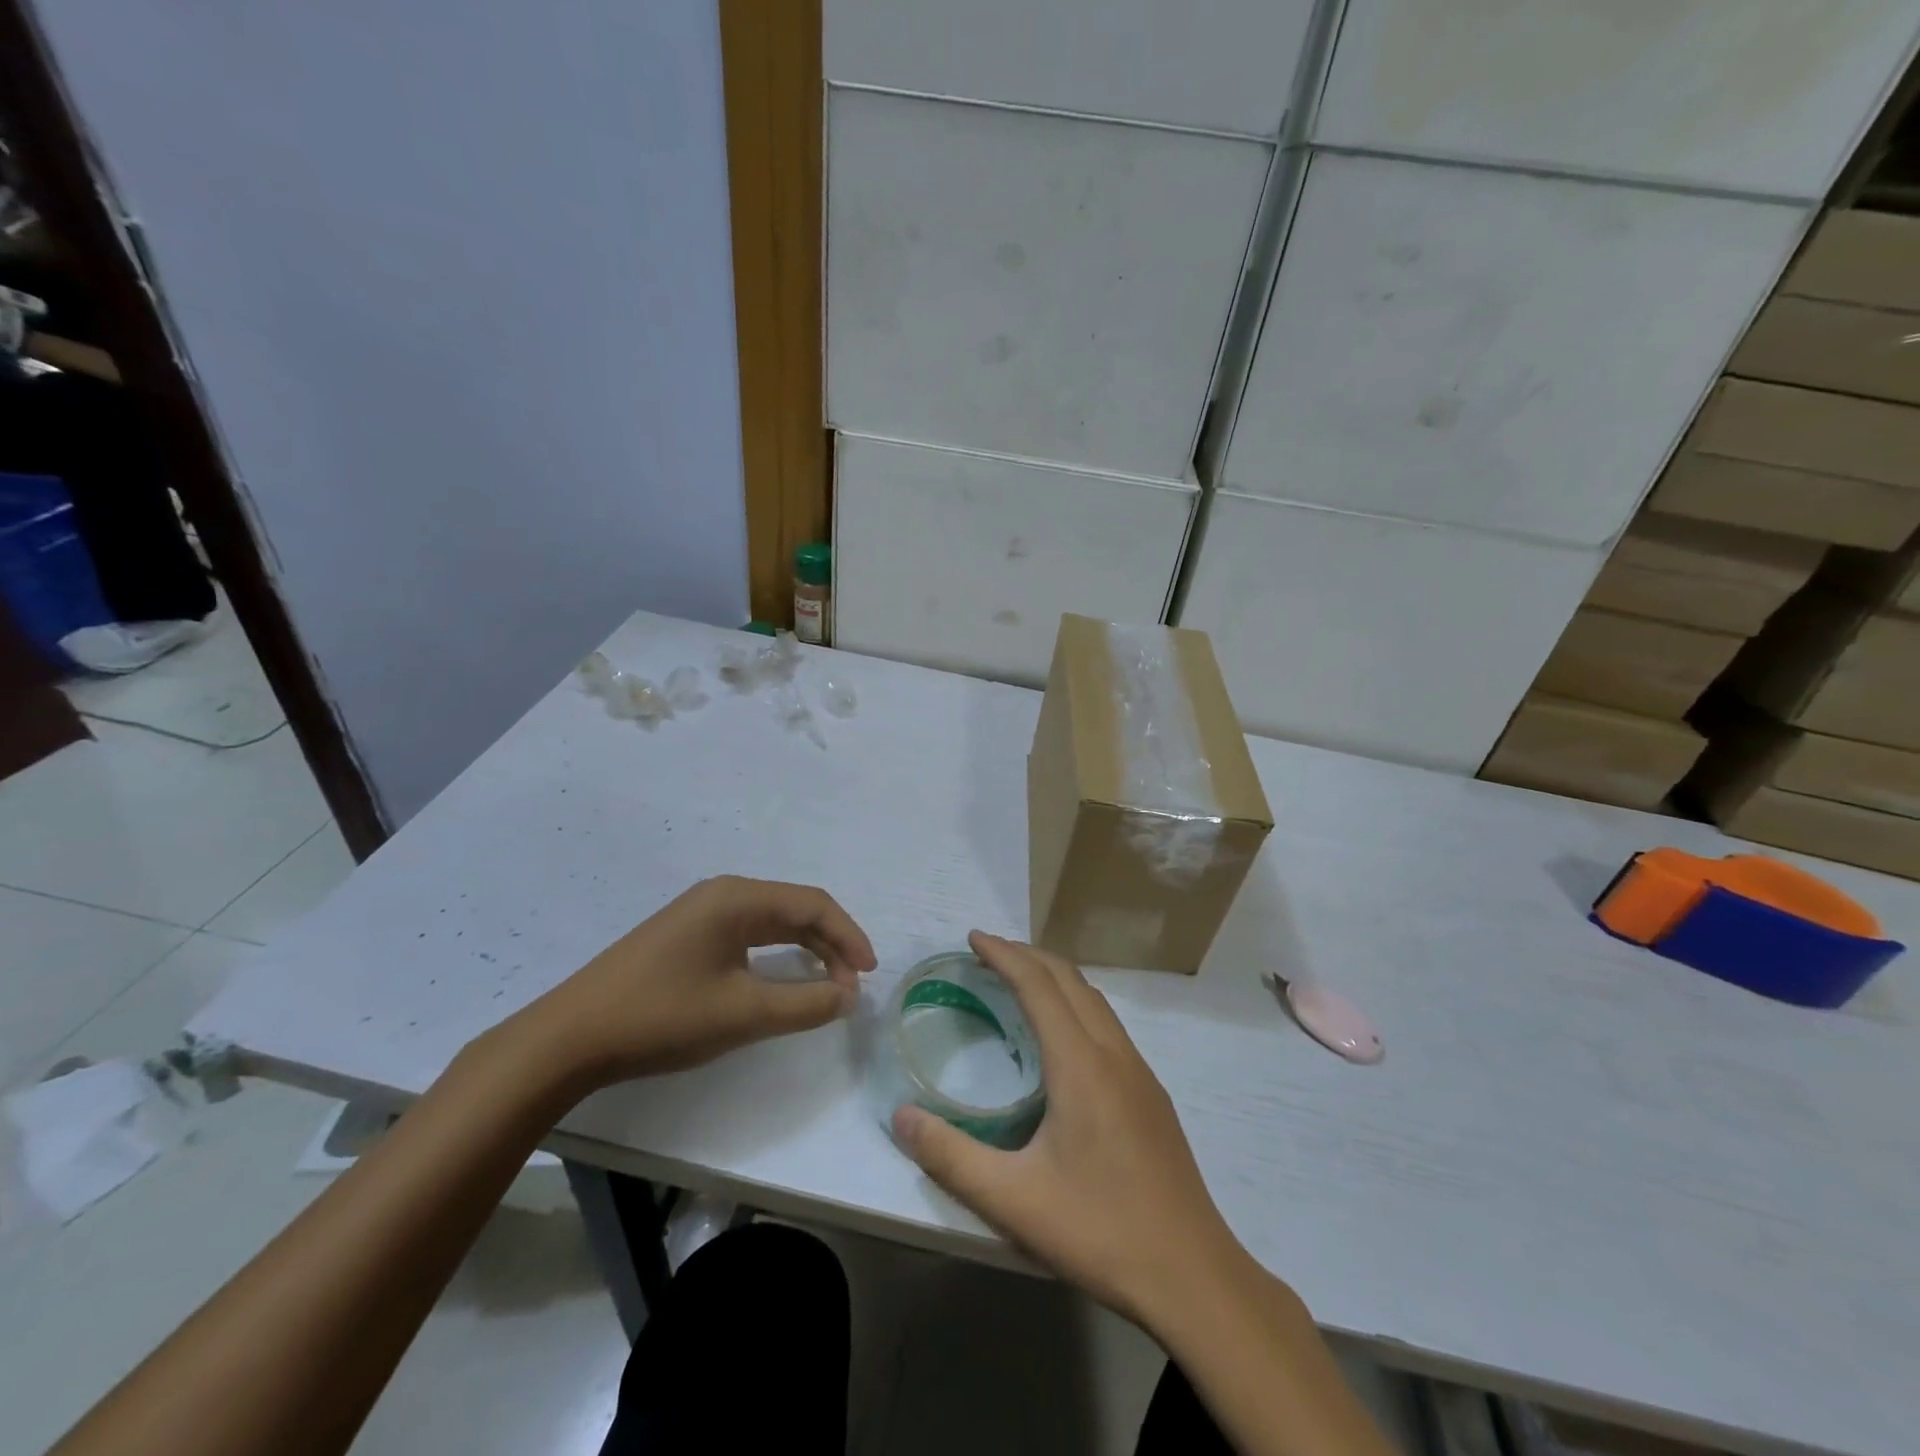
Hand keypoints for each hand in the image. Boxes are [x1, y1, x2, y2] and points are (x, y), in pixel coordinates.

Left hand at [508, 875, 875, 1089]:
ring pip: (772, 923)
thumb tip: (849, 995)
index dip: (849, 935)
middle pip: (794, 909)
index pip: (813, 904)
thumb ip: (805, 1004)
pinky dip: (777, 957)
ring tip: (829, 985)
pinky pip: (748, 936)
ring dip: (806, 950)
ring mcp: (701, 914)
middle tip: (852, 985)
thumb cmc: (662, 1016)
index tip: (870, 974)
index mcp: (738, 898)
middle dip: (831, 943)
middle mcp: (723, 895)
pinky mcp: (686, 937)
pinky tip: (783, 980)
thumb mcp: (742, 1013)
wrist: (569, 1038)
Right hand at [892, 932, 1244, 1329]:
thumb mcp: (1014, 1200)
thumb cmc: (1100, 1230)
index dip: (1004, 955)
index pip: (1038, 985)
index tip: (973, 938)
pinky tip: (1064, 1038)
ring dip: (1055, 977)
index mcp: (1081, 1063)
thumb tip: (901, 1117)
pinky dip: (1076, 1004)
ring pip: (1095, 1000)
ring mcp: (1140, 1072)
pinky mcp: (1152, 1095)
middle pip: (1070, 979)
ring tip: (1020, 980)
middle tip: (988, 952)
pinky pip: (1108, 1024)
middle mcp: (1114, 1053)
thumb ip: (951, 1156)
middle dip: (1028, 955)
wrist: (1194, 1275)